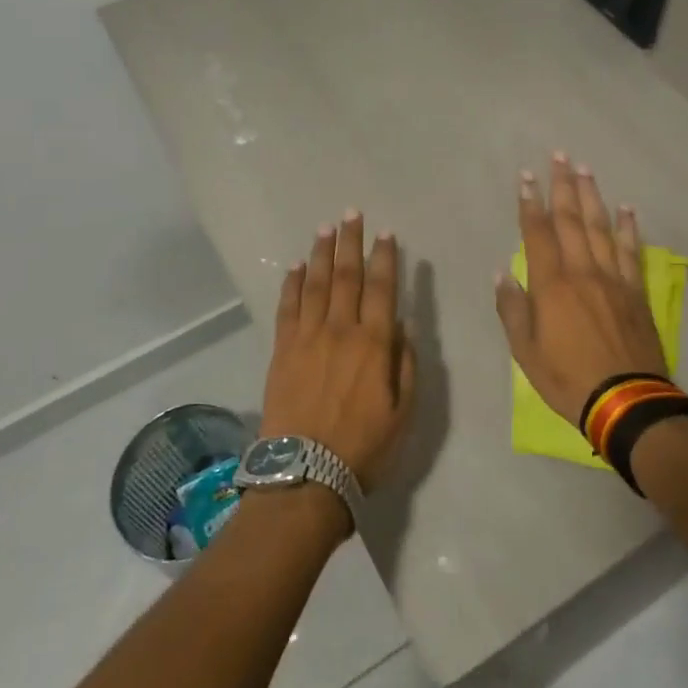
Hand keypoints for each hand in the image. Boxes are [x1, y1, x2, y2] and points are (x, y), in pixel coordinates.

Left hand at [259, 212, 416, 492]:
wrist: (304, 474)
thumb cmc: (363, 448)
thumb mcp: (403, 413)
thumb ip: (405, 364)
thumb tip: (402, 325)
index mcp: (374, 344)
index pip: (382, 289)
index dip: (385, 258)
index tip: (386, 233)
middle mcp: (340, 330)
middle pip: (346, 276)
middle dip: (350, 243)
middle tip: (351, 214)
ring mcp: (307, 337)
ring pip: (314, 284)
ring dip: (320, 254)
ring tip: (325, 228)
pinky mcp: (282, 349)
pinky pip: (287, 307)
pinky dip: (291, 284)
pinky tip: (294, 266)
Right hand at [494, 153, 666, 426]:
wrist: (627, 401)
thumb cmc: (567, 378)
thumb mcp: (525, 351)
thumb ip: (513, 309)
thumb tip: (502, 274)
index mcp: (552, 285)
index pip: (538, 233)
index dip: (530, 203)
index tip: (527, 176)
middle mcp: (583, 272)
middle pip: (572, 220)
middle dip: (563, 186)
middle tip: (560, 156)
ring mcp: (613, 279)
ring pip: (602, 228)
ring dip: (593, 196)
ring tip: (586, 169)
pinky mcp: (635, 292)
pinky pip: (632, 252)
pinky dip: (629, 228)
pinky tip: (627, 209)